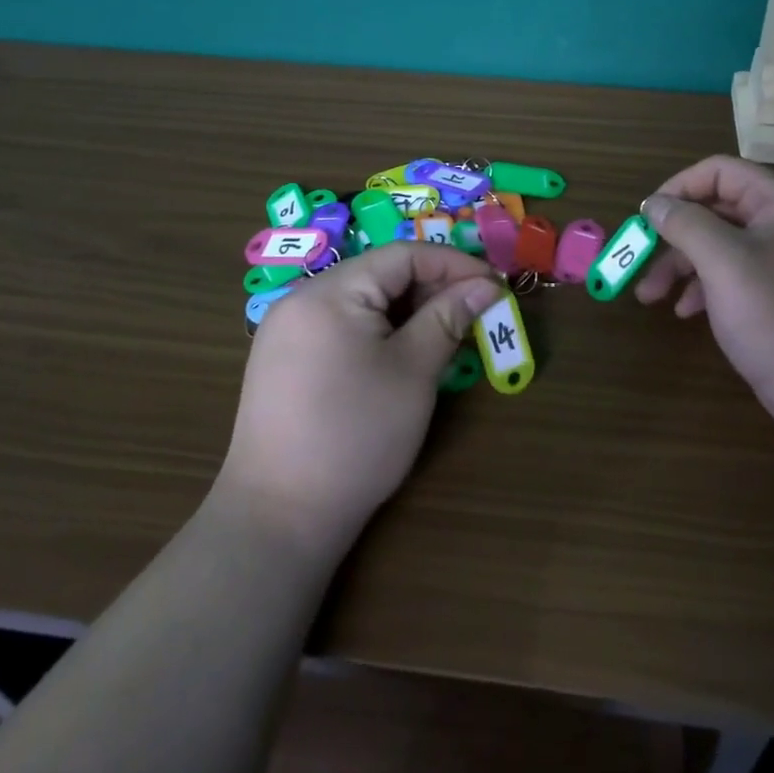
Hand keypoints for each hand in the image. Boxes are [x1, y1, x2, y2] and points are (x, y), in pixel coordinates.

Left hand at [216, 243, 502, 559]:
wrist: (279, 518)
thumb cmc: (356, 436)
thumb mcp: (413, 371)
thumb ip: (448, 317)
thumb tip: (486, 284)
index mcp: (329, 292)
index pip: (402, 255)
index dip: (453, 264)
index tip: (494, 285)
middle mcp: (302, 299)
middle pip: (380, 273)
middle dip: (432, 287)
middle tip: (475, 311)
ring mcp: (287, 330)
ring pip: (362, 300)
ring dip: (409, 309)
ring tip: (447, 332)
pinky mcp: (285, 359)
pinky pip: (342, 324)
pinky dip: (380, 329)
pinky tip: (405, 352)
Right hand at [633, 155, 773, 434]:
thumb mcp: (723, 263)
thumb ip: (685, 224)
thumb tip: (653, 203)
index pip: (720, 172)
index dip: (678, 187)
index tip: (646, 217)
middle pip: (716, 210)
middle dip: (674, 235)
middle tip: (640, 259)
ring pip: (720, 245)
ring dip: (681, 265)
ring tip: (650, 296)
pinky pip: (733, 274)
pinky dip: (704, 287)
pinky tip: (685, 312)